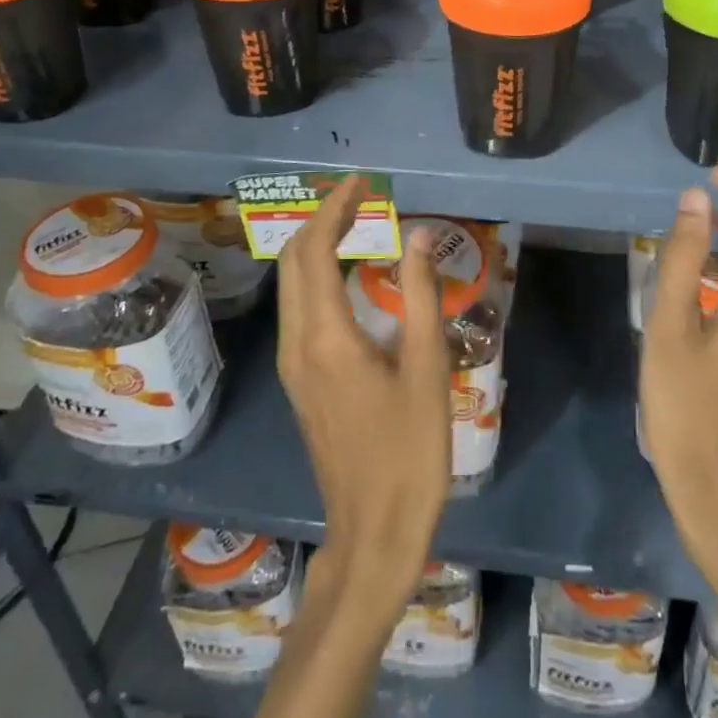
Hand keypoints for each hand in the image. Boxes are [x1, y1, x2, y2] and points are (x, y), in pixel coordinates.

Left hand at [275, 176, 451, 613]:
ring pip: (290, 286)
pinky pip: (298, 309)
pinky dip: (316, 276)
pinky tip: (347, 276)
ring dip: (315, 247)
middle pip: (292, 262)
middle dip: (320, 220)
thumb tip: (420, 237)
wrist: (373, 533)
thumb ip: (422, 296)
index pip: (314, 250)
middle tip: (360, 198)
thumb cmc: (409, 452)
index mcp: (325, 337)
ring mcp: (293, 366)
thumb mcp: (427, 370)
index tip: (361, 183)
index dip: (334, 208)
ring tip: (355, 224)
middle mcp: (297, 344)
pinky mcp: (299, 382)